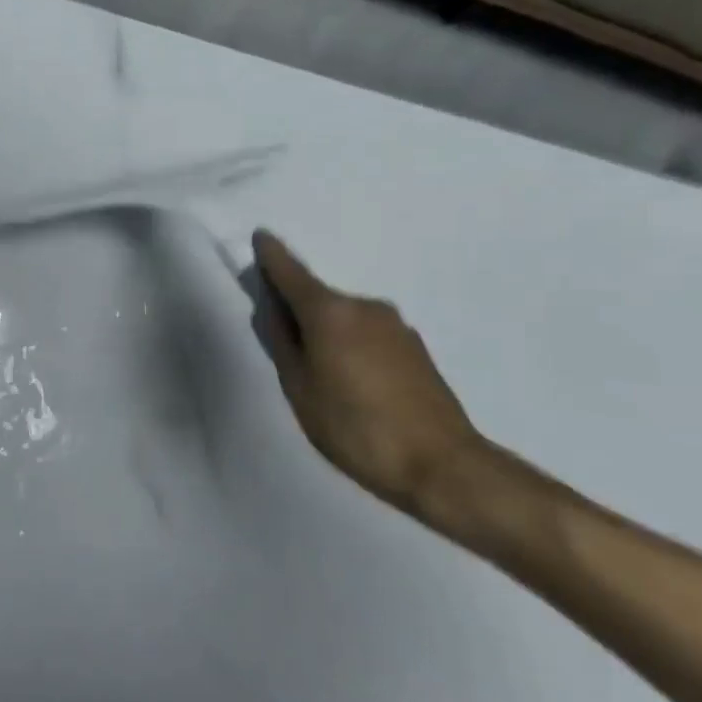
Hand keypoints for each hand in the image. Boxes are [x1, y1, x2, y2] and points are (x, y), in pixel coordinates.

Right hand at [251, 230, 484, 520]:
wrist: (441, 464)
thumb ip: (281, 342)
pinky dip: (349, 343)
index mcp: (330, 312)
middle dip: (295, 307)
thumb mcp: (299, 389)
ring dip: (325, 330)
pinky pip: (366, 332)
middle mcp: (364, 306)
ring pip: (343, 317)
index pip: (290, 272)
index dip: (271, 255)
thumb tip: (272, 310)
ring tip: (317, 372)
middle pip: (317, 296)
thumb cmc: (355, 428)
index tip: (260, 237)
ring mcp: (394, 325)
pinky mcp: (414, 346)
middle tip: (280, 340)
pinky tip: (350, 380)